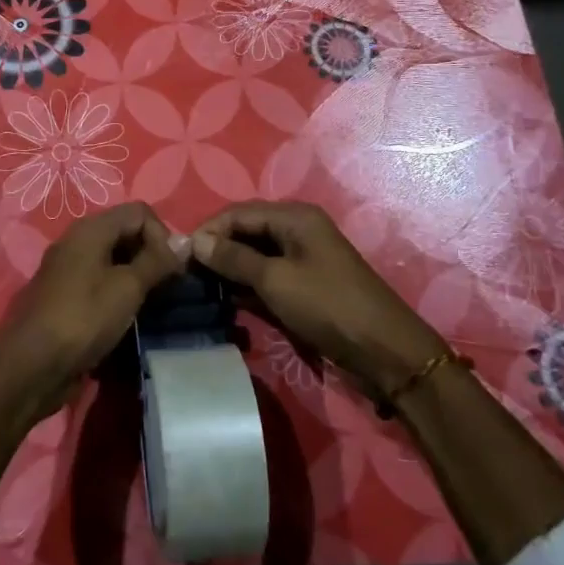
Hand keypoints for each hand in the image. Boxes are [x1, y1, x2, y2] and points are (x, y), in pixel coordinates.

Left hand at [0, 202, 179, 418]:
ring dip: (136, 275)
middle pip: (125, 232)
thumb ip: (157, 262)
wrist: (32, 365)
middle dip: (151, 254)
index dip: (162, 235)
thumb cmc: (83, 318)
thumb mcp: (127, 288)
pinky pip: (100, 281)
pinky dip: (118, 291)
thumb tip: (183, 243)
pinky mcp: (66, 295)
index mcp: (90, 229)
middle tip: (166, 287)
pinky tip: (128, 316)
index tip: (172, 269)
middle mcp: (77, 241)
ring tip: (151, 303)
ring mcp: (69, 269)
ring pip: (113, 258)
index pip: (139, 212)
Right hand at [192, 202, 443, 392]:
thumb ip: (233, 258)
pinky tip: (224, 300)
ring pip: (254, 257)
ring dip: (229, 270)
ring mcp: (302, 259)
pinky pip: (267, 277)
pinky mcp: (304, 286)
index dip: (208, 230)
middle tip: (185, 274)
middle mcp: (297, 231)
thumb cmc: (328, 305)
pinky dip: (246, 286)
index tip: (178, 254)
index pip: (238, 213)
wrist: (384, 351)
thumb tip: (194, 241)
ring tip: (198, 288)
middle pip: (246, 232)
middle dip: (216, 250)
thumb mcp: (275, 280)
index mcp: (293, 217)